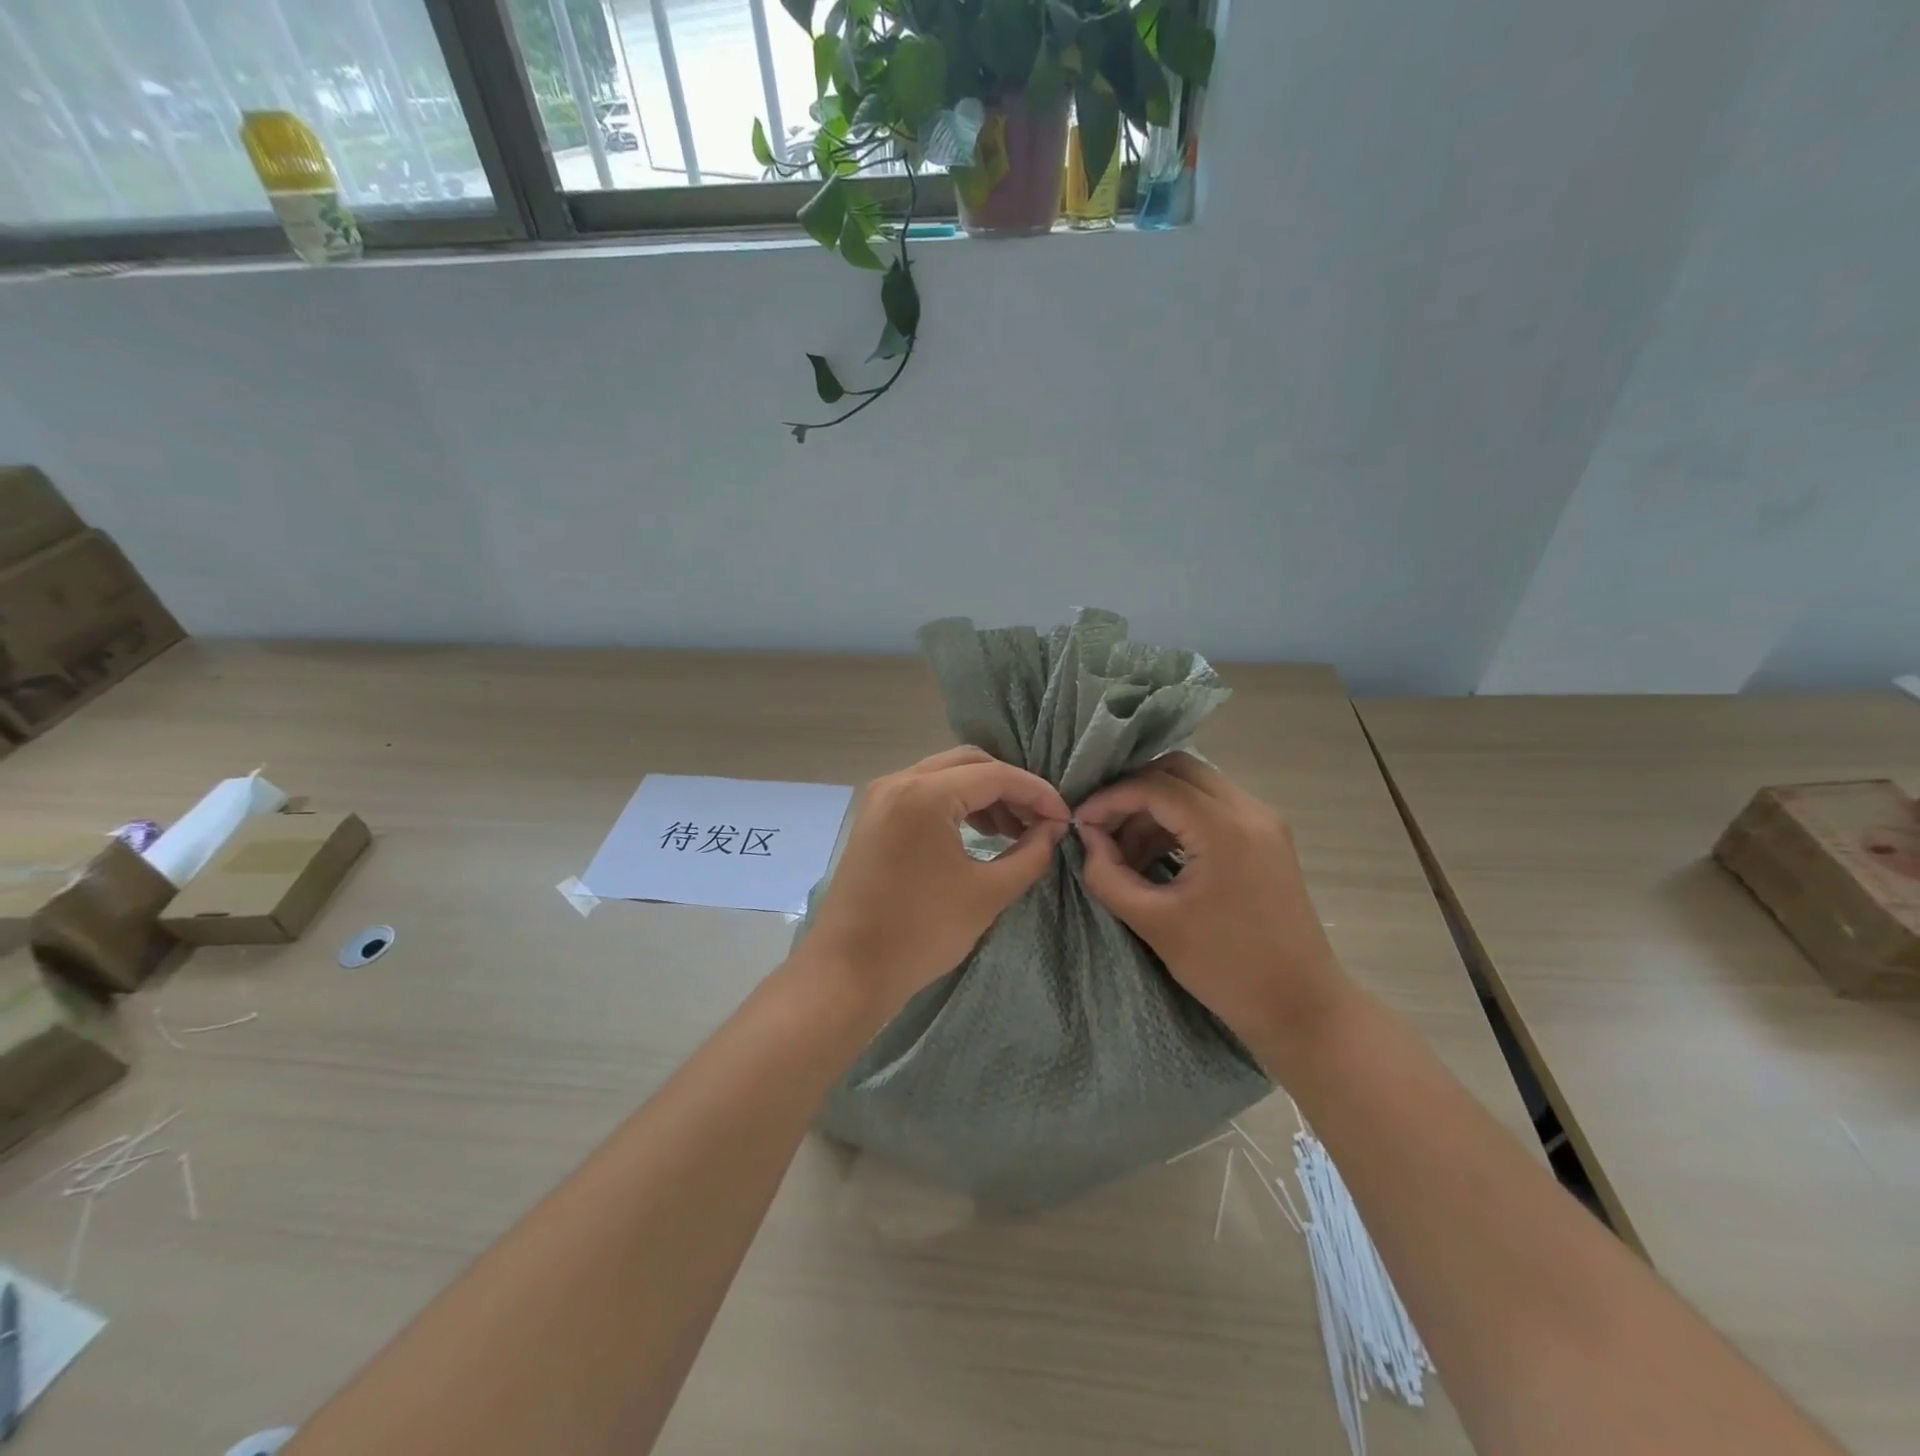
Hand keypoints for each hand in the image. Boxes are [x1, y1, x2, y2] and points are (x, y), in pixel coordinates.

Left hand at [804, 747, 1069, 1017]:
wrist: (847, 972)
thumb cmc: (920, 933)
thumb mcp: (988, 894)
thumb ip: (1031, 854)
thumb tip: (1053, 829)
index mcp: (924, 794)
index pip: (996, 776)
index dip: (1037, 793)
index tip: (1064, 819)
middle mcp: (898, 781)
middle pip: (969, 763)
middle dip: (1010, 787)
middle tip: (1039, 822)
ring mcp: (880, 797)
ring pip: (945, 774)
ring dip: (983, 795)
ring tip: (1013, 831)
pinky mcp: (873, 816)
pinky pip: (924, 793)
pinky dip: (956, 804)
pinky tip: (979, 834)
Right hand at [1075, 754, 1351, 1061]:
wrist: (1301, 1006)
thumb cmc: (1226, 968)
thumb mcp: (1154, 923)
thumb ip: (1109, 875)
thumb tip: (1088, 840)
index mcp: (1224, 828)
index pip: (1155, 786)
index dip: (1110, 799)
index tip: (1081, 825)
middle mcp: (1249, 810)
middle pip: (1177, 770)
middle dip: (1133, 792)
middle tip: (1103, 826)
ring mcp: (1263, 822)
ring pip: (1195, 786)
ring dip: (1155, 807)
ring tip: (1125, 851)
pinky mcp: (1267, 838)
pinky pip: (1213, 808)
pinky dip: (1178, 820)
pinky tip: (1156, 856)